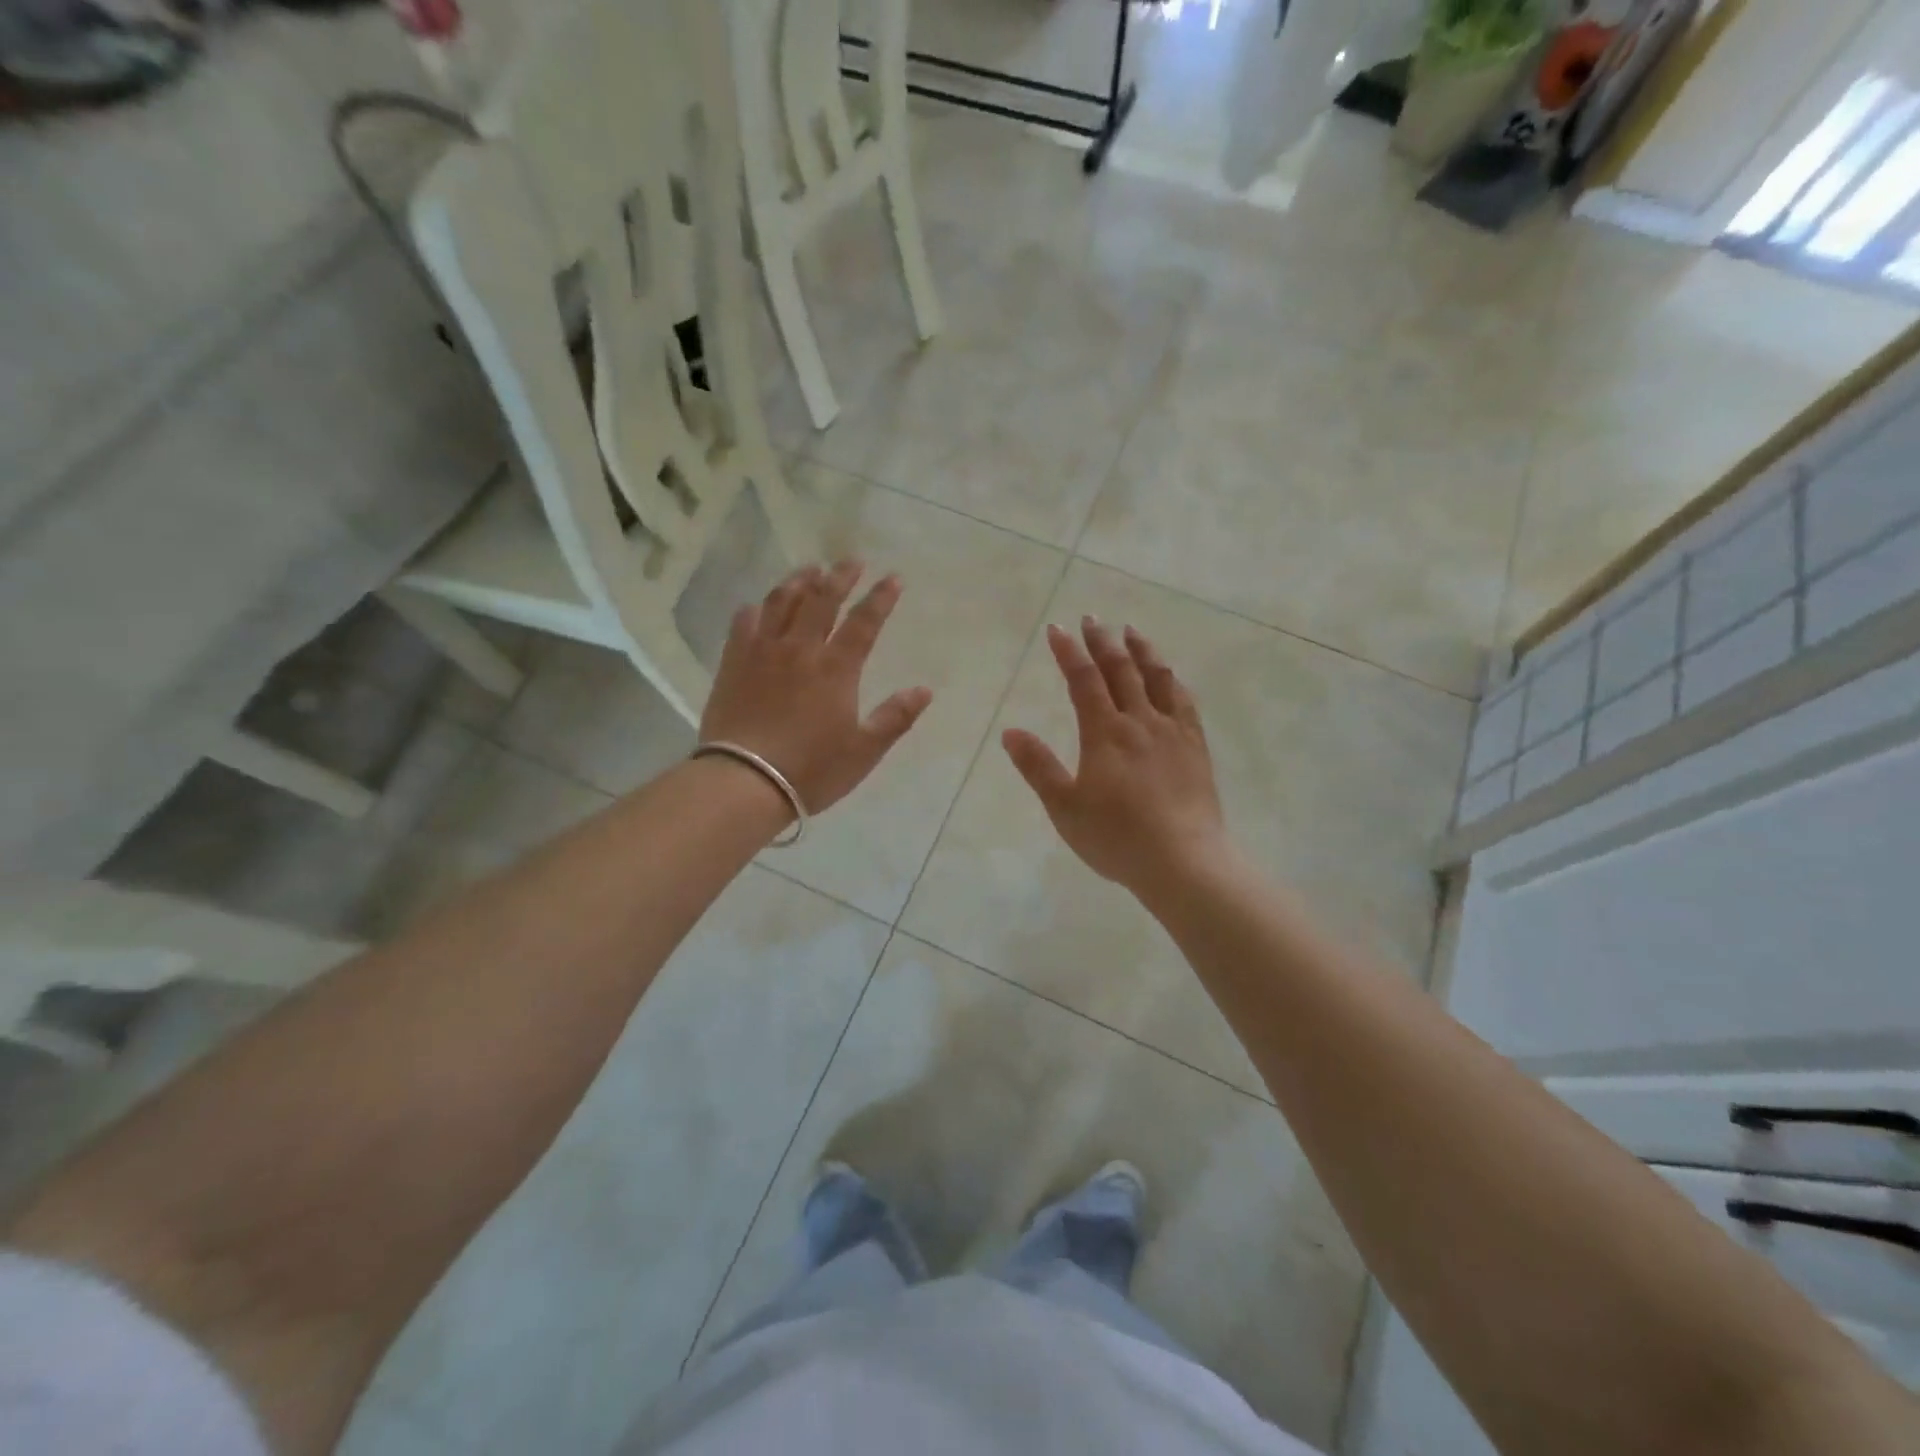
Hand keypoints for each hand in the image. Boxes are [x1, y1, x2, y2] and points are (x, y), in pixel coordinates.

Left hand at [700, 562, 932, 815]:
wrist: (745, 781)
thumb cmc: (812, 769)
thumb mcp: (864, 751)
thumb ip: (895, 717)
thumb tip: (925, 690)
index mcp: (836, 668)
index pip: (864, 622)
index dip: (881, 598)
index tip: (893, 578)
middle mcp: (801, 649)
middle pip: (822, 600)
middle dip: (840, 577)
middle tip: (851, 561)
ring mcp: (763, 652)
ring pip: (782, 602)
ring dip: (799, 581)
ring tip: (810, 570)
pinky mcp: (733, 663)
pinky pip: (744, 623)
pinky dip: (756, 608)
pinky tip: (759, 604)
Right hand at [1002, 618, 1228, 896]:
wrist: (1183, 861)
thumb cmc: (1116, 837)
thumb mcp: (1064, 807)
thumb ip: (1037, 767)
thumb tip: (1010, 731)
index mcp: (1105, 733)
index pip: (1084, 680)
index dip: (1069, 652)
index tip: (1056, 629)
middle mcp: (1140, 722)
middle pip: (1121, 670)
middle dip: (1103, 642)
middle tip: (1091, 619)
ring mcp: (1172, 732)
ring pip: (1157, 679)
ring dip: (1142, 651)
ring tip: (1131, 631)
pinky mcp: (1195, 748)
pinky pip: (1184, 702)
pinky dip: (1173, 681)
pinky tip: (1170, 676)